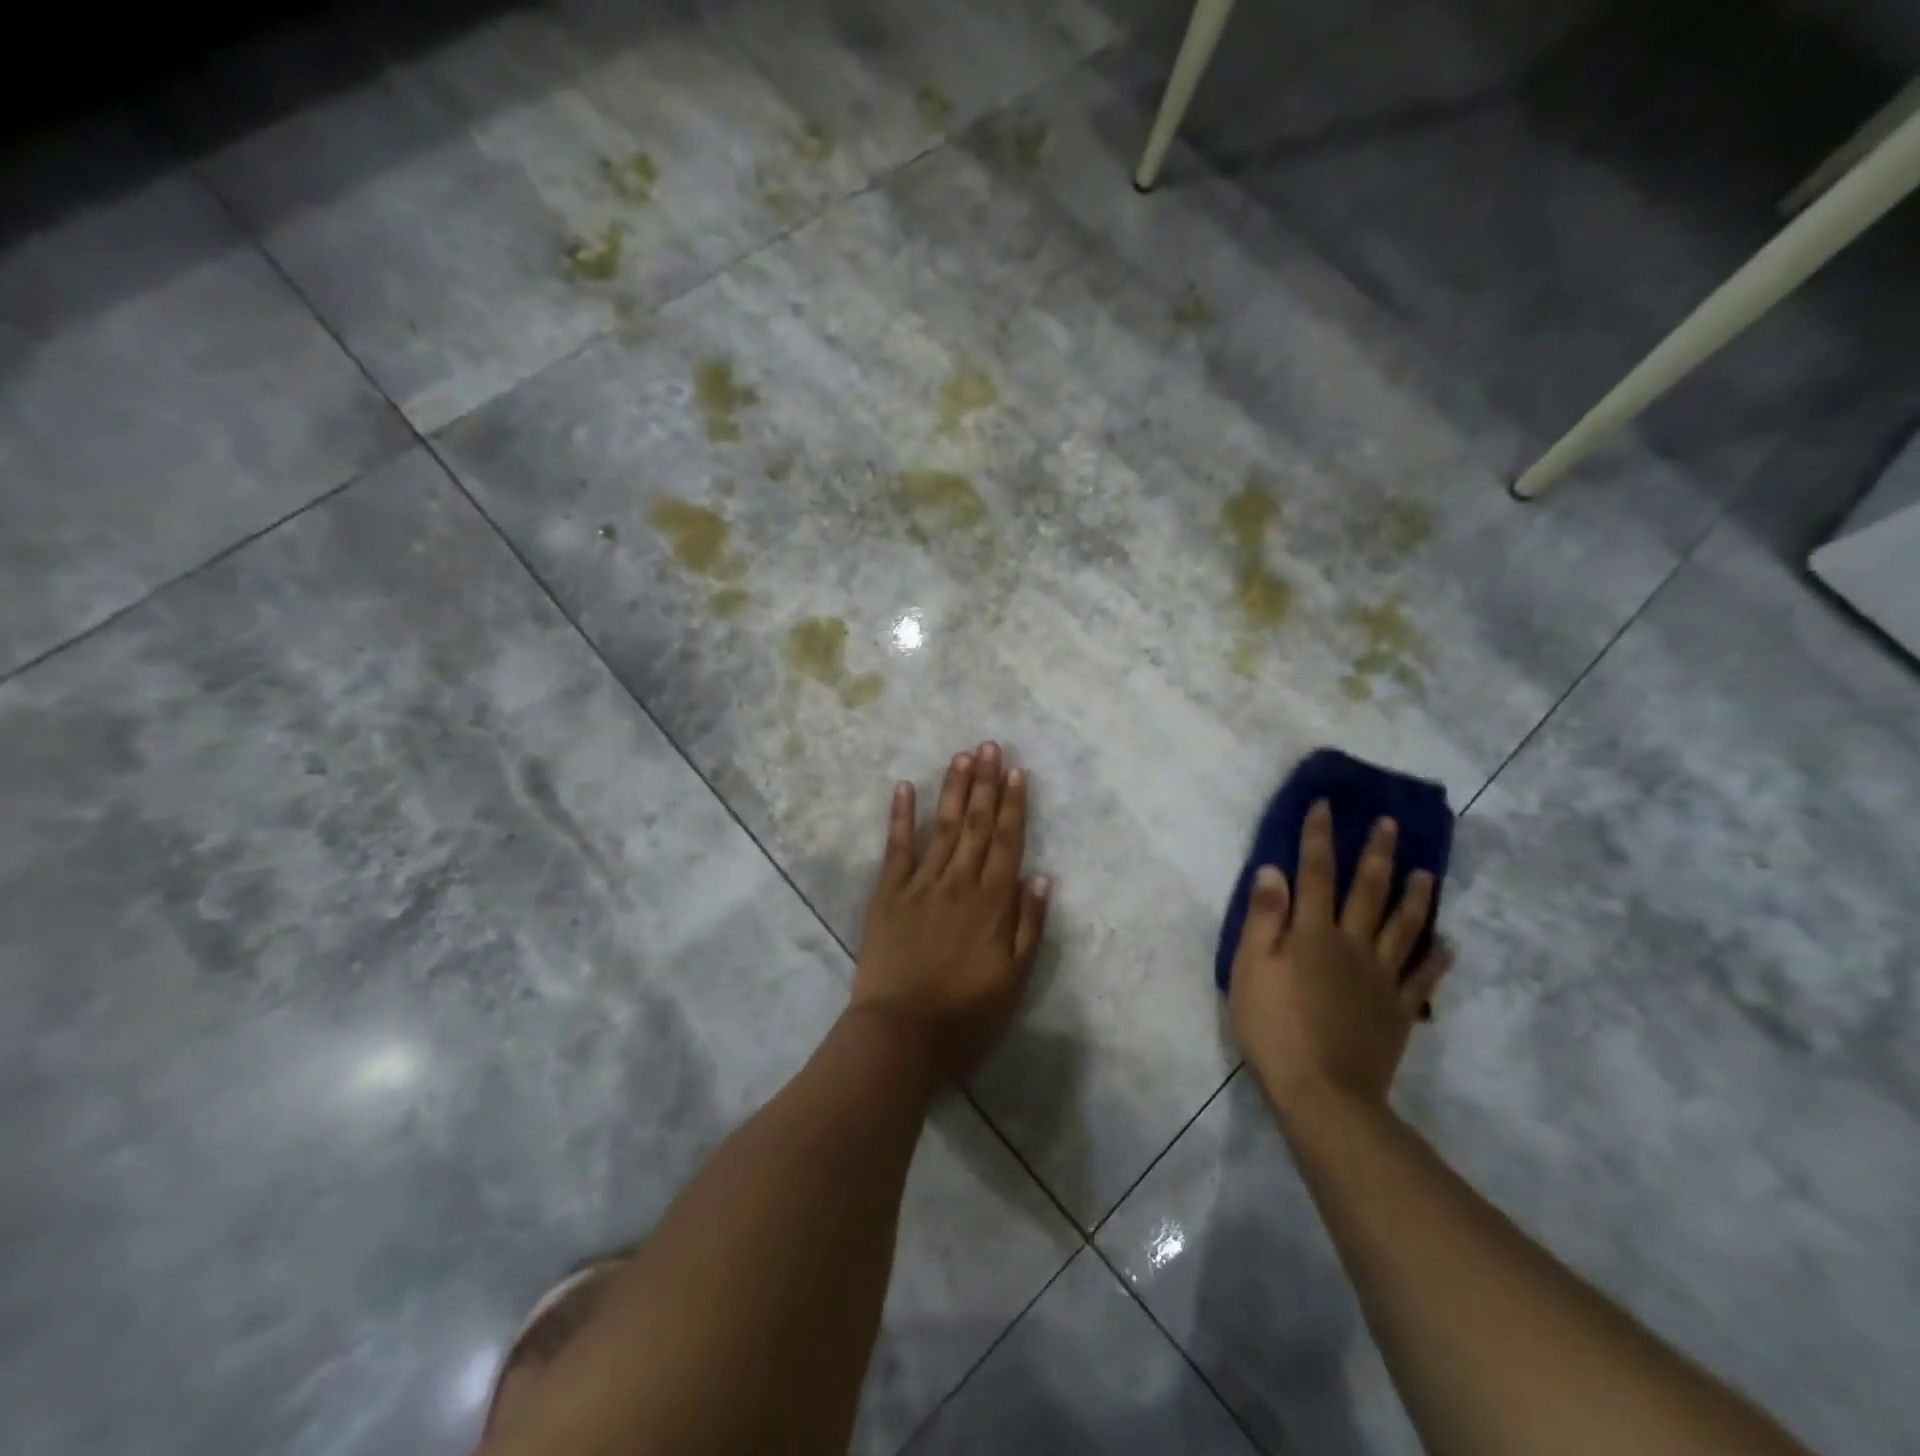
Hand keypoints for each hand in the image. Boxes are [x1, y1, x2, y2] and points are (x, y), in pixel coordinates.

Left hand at [850, 743, 1051, 1081]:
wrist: (901, 1034)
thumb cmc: (965, 1014)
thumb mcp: (1014, 979)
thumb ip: (1029, 926)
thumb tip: (1041, 876)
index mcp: (992, 902)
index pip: (1007, 841)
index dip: (1013, 805)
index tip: (1017, 771)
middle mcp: (959, 882)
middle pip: (976, 824)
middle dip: (985, 783)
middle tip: (990, 746)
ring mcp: (920, 884)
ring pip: (943, 827)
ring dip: (953, 790)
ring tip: (962, 756)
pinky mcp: (888, 894)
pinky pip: (897, 848)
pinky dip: (901, 816)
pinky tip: (904, 788)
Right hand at [1228, 801, 1452, 1120]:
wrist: (1323, 1091)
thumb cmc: (1274, 1026)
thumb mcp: (1251, 968)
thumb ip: (1264, 918)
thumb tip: (1273, 870)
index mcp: (1313, 933)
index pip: (1314, 872)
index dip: (1318, 836)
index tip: (1325, 805)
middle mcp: (1352, 944)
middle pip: (1368, 891)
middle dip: (1376, 853)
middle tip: (1390, 823)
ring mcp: (1381, 977)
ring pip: (1404, 927)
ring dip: (1415, 897)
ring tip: (1426, 871)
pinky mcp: (1398, 1009)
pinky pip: (1422, 978)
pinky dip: (1437, 959)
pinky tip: (1448, 945)